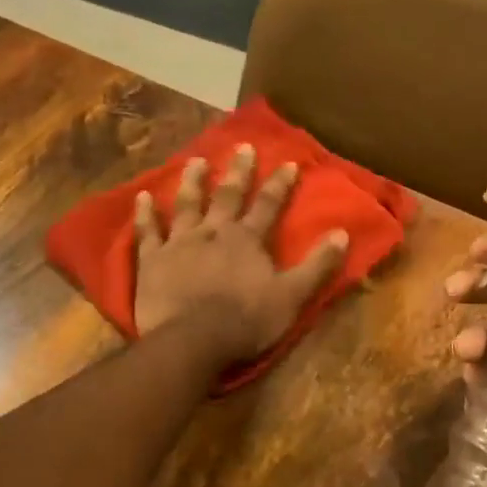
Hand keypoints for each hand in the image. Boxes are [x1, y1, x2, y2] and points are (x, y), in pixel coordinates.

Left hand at [134, 144, 349, 362]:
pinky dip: (145, 214)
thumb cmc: (246, 321)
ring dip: (193, 181)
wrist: (192, 341)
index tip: (288, 162)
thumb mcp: (292, 296)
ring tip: (196, 160)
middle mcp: (214, 232)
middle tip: (242, 146)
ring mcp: (180, 243)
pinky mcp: (152, 261)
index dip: (280, 184)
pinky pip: (148, 232)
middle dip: (238, 171)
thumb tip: (343, 234)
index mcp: (248, 240)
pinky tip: (143, 197)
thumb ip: (317, 265)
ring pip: (187, 205)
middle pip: (228, 196)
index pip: (269, 205)